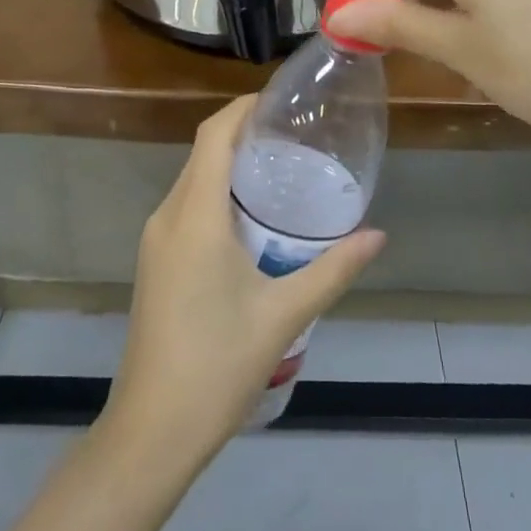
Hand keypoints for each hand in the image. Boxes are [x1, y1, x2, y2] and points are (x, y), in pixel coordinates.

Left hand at [105, 96, 385, 458]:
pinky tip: (251, 215)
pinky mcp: (155, 261)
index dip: (242, 108)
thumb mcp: (284, 314)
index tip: (279, 99)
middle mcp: (168, 216)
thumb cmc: (218, 365)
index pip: (213, 136)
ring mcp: (156, 240)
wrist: (152, 431)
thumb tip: (378, 235)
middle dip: (242, 131)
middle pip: (203, 152)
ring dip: (229, 163)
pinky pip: (187, 205)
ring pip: (193, 179)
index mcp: (195, 216)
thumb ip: (333, 269)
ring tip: (279, 166)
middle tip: (293, 133)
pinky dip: (217, 191)